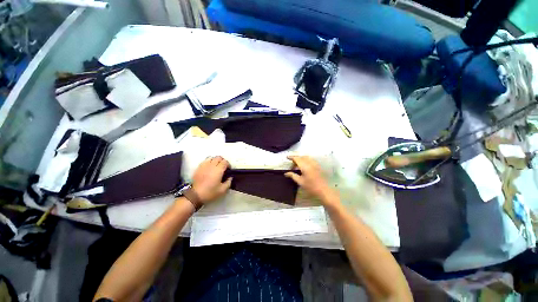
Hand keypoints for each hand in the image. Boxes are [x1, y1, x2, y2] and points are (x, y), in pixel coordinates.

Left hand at [191, 156, 232, 203]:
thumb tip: (230, 178)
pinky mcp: (199, 168)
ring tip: (216, 166)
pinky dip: (209, 161)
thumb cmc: (210, 192)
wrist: (195, 195)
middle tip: (224, 167)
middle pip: (218, 157)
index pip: (225, 162)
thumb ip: (228, 182)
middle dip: (222, 161)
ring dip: (215, 160)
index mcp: (218, 170)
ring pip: (212, 157)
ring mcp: (204, 166)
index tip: (229, 169)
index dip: (228, 164)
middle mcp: (211, 166)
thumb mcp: (222, 190)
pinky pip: (205, 161)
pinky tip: (209, 167)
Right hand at [285, 156, 338, 205]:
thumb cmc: (311, 187)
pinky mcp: (318, 166)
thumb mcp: (300, 182)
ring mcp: (315, 164)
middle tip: (292, 164)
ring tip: (298, 165)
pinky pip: (311, 160)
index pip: (297, 159)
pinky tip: (305, 166)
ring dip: (301, 159)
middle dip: (296, 158)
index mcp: (305, 166)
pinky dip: (306, 160)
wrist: (324, 191)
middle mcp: (310, 163)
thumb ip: (293, 176)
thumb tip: (286, 173)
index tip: (287, 157)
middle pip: (302, 157)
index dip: (291, 157)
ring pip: (307, 158)